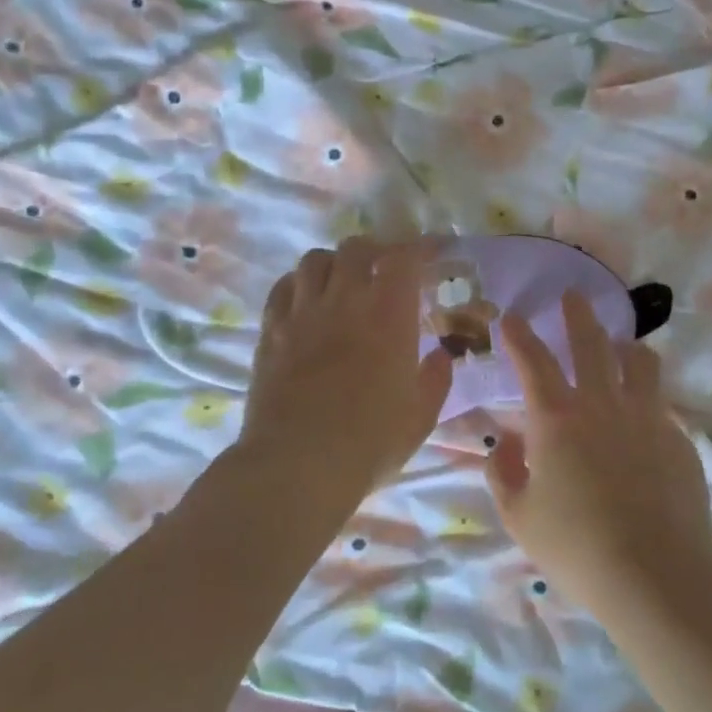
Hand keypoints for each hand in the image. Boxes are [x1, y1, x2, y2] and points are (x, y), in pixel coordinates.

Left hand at [238, 239, 452, 505]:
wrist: (297, 464)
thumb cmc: (369, 442)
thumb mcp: (420, 416)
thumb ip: (435, 379)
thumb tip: (440, 357)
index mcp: (388, 315)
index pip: (405, 259)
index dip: (421, 248)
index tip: (434, 252)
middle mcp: (344, 300)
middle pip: (357, 249)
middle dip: (378, 250)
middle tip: (388, 267)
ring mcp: (302, 313)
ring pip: (315, 260)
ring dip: (336, 262)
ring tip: (345, 280)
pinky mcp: (271, 332)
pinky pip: (283, 288)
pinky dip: (300, 283)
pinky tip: (308, 300)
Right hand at [485, 291, 711, 610]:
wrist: (655, 574)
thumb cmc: (576, 547)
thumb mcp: (520, 517)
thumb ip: (505, 474)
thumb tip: (508, 445)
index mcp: (557, 419)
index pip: (533, 362)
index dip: (519, 336)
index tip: (512, 318)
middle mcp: (603, 405)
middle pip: (591, 343)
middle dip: (577, 315)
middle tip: (572, 297)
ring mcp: (648, 418)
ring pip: (640, 362)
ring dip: (625, 346)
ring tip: (621, 347)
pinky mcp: (679, 439)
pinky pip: (660, 405)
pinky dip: (646, 401)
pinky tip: (642, 424)